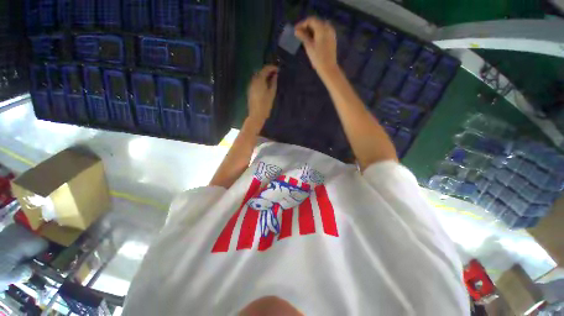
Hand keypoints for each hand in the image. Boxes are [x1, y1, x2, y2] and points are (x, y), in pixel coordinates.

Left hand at [247, 65, 278, 124]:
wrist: (256, 114)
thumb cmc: (265, 105)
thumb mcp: (271, 93)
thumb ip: (273, 82)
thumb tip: (275, 75)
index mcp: (259, 80)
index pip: (265, 69)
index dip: (272, 68)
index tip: (278, 69)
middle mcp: (253, 80)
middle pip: (260, 71)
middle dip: (268, 71)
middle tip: (276, 73)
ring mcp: (251, 85)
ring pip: (257, 76)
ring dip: (264, 75)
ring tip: (272, 79)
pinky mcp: (250, 90)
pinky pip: (256, 81)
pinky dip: (261, 80)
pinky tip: (266, 84)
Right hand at [295, 17, 338, 78]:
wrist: (328, 68)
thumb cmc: (317, 58)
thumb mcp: (309, 46)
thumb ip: (303, 36)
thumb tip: (296, 31)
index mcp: (322, 28)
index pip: (311, 20)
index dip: (302, 24)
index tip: (295, 30)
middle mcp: (328, 27)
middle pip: (316, 22)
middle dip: (307, 26)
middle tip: (299, 33)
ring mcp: (331, 33)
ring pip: (320, 27)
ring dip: (311, 30)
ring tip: (304, 37)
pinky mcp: (332, 39)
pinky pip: (323, 31)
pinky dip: (317, 33)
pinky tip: (312, 39)